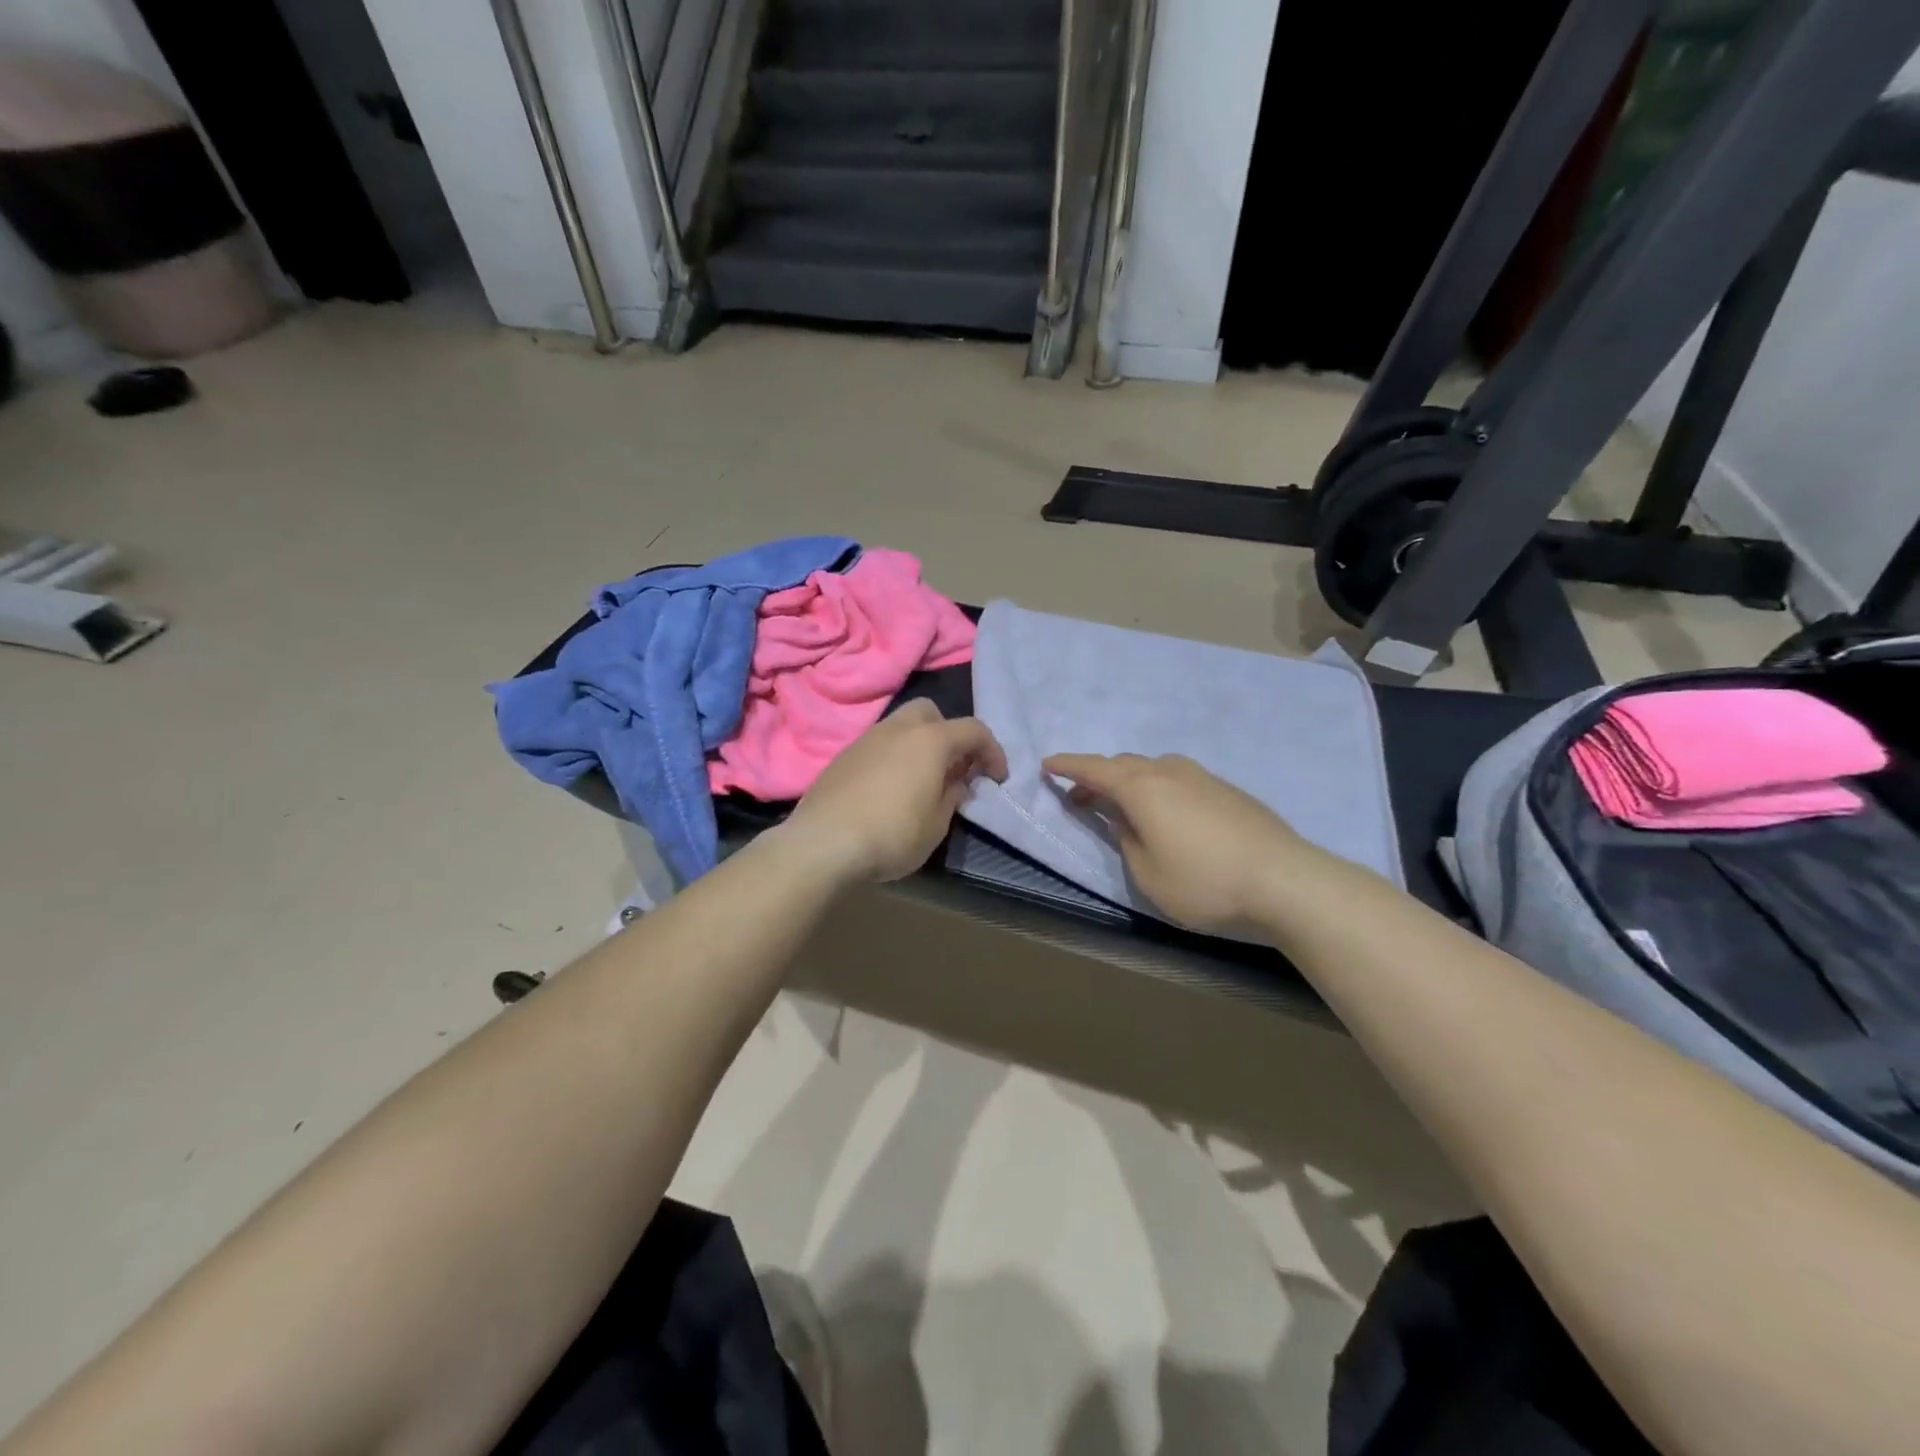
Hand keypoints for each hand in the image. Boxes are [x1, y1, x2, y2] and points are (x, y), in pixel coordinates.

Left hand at [781, 700, 1008, 884]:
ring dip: (917, 745)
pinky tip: (888, 790)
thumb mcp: (936, 825)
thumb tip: (956, 783)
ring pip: (900, 727)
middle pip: (930, 713)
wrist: (823, 843)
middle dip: (948, 734)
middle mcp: (897, 729)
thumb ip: (952, 797)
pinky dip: (892, 758)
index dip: (992, 751)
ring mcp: (865, 740)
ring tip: (921, 781)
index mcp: (930, 740)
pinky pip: (877, 746)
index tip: (997, 777)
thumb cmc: (892, 834)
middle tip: (953, 768)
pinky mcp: (842, 757)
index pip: (973, 730)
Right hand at [1042, 752, 1311, 934]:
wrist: (1286, 882)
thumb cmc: (1205, 884)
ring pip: (1155, 768)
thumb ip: (1127, 841)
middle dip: (1098, 776)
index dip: (1068, 767)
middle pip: (1125, 764)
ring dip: (1131, 780)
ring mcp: (1204, 778)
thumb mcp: (1148, 875)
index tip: (1047, 764)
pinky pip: (1179, 778)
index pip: (1095, 770)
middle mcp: (1171, 773)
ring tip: (1123, 805)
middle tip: (1081, 796)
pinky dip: (1159, 787)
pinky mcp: (1229, 791)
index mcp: (1143, 789)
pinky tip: (1168, 813)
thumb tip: (1123, 821)